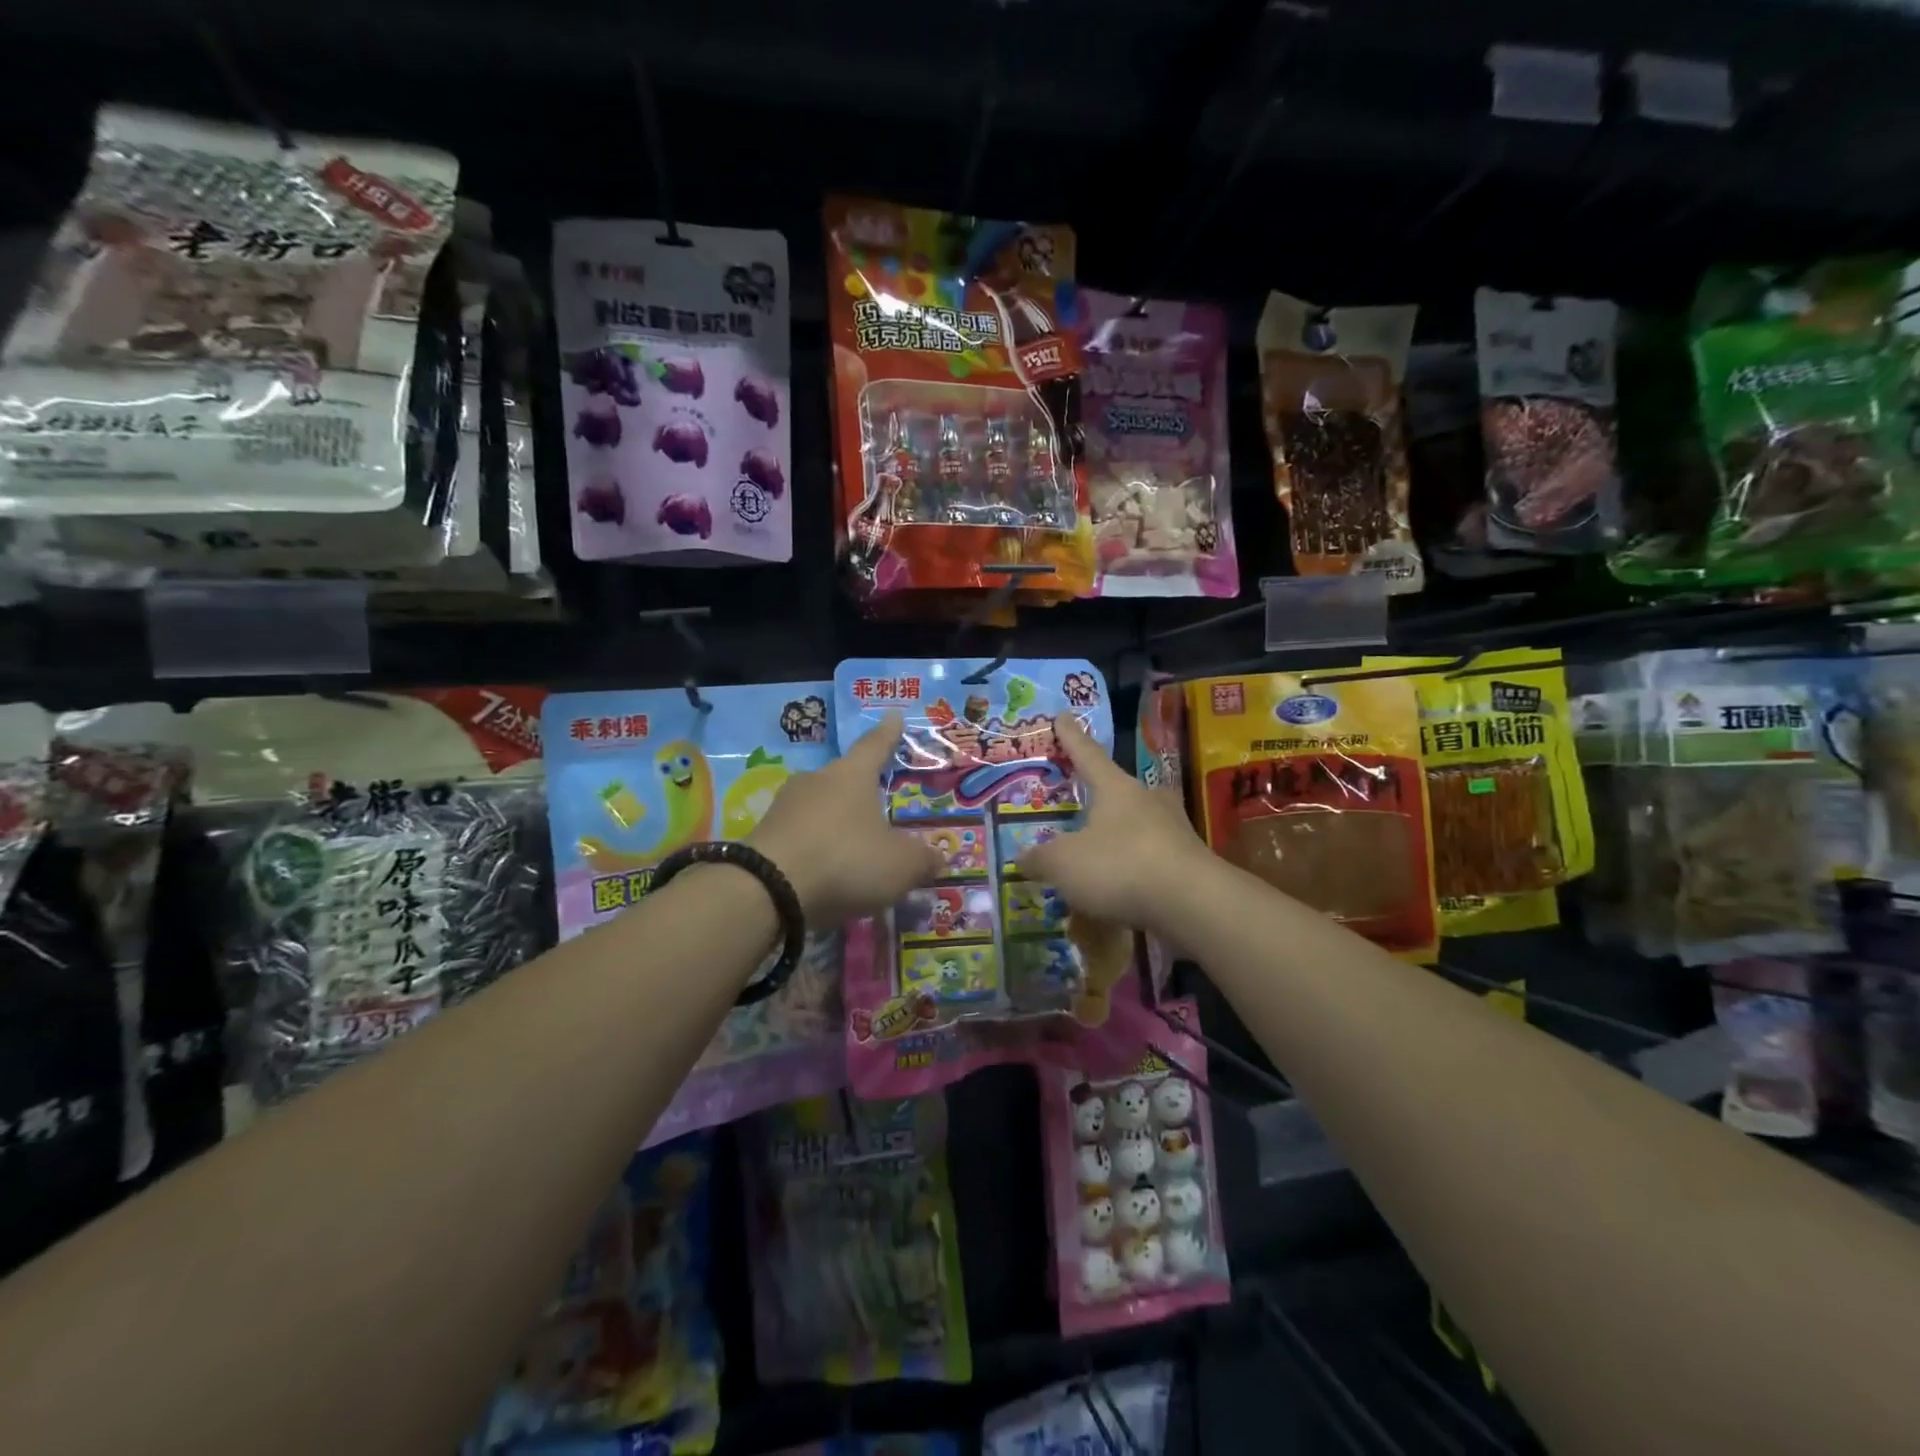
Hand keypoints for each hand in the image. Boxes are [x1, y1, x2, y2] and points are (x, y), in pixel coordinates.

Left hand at [749, 711, 941, 925]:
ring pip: (819, 808)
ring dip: (836, 824)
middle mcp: (816, 780)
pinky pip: (800, 835)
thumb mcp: (900, 865)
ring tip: (853, 848)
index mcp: (852, 775)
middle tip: (878, 805)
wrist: (767, 890)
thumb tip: (937, 856)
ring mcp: (785, 806)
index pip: (876, 745)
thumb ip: (923, 859)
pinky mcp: (763, 835)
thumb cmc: (846, 860)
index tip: (894, 716)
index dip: (889, 733)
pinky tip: (825, 871)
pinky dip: (816, 848)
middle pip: (844, 778)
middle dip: (861, 791)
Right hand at [1018, 712, 1213, 933]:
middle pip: (1119, 789)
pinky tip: (1120, 888)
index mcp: (1115, 788)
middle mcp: (1147, 800)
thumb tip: (1022, 858)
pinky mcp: (1188, 863)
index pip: (1087, 754)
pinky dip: (1132, 869)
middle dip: (1101, 794)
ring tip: (1098, 852)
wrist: (1192, 903)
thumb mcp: (1064, 863)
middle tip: (1084, 801)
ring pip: (1138, 825)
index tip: (1063, 716)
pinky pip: (1151, 859)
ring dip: (1118, 835)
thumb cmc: (1120, 865)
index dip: (1071, 737)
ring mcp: (1173, 830)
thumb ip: (1041, 858)